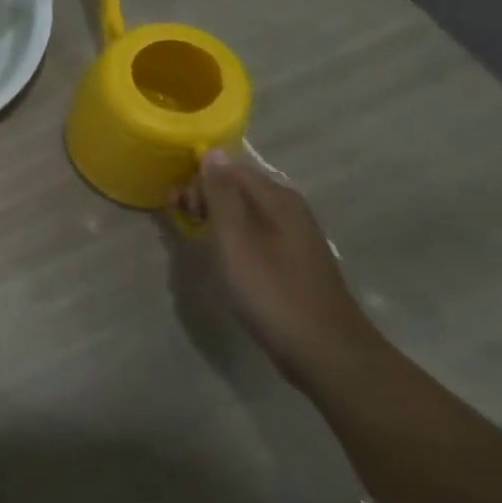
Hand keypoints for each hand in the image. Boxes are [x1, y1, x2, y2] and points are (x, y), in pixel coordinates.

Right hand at [172, 151, 384, 389]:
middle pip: (235, 186)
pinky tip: (220, 255)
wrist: (325, 351)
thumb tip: (211, 150)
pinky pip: (251, 232)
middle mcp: (288, 209)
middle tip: (182, 222)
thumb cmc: (272, 291)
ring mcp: (292, 235)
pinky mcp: (289, 259)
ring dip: (213, 217)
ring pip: (242, 210)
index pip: (228, 168)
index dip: (197, 181)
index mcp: (277, 199)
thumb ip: (222, 194)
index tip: (176, 206)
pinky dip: (229, 236)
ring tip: (194, 238)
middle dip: (202, 197)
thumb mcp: (236, 239)